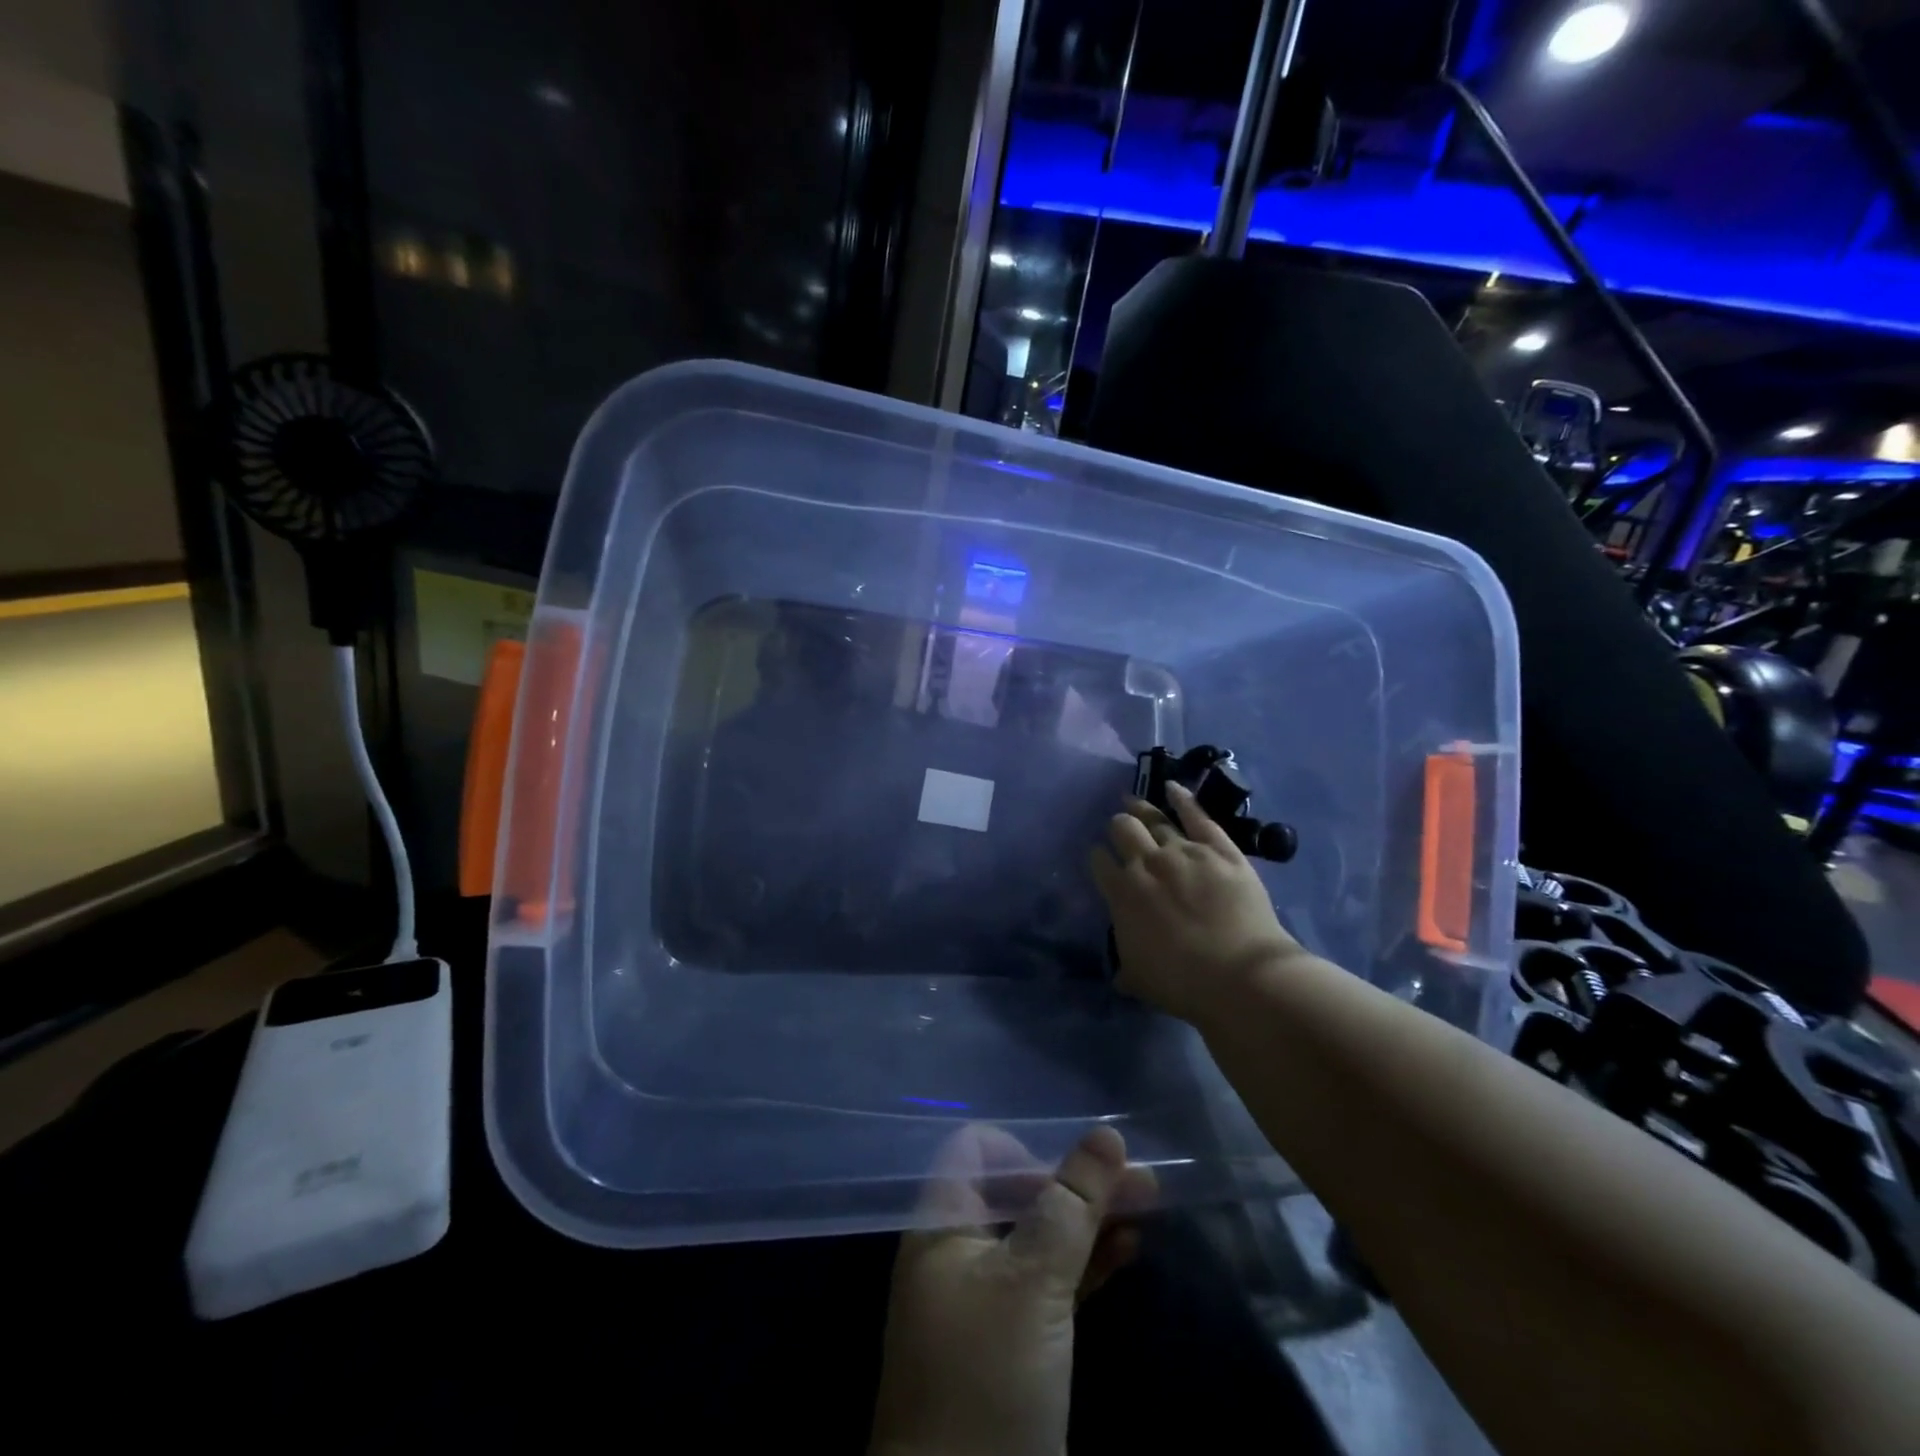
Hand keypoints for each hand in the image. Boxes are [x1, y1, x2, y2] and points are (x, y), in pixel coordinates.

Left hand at [869, 1124, 1157, 1455]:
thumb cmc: (987, 1378)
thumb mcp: (1030, 1282)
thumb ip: (1070, 1204)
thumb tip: (1107, 1132)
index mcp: (942, 1225)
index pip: (975, 1150)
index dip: (1024, 1148)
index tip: (1072, 1171)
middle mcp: (961, 1252)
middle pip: (1020, 1192)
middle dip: (1077, 1181)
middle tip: (1142, 1180)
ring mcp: (989, 1301)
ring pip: (1042, 1238)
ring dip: (1091, 1219)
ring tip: (1149, 1204)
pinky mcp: (1016, 1346)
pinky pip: (1052, 1284)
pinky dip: (1088, 1263)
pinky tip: (1130, 1248)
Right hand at [1089, 783, 1304, 1024]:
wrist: (1240, 976)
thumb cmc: (1182, 983)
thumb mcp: (1138, 978)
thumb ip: (1124, 966)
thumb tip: (1120, 970)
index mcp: (1122, 893)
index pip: (1100, 862)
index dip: (1098, 857)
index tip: (1101, 858)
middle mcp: (1147, 863)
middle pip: (1123, 829)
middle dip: (1117, 826)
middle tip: (1119, 828)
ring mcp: (1185, 851)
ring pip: (1156, 819)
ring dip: (1141, 809)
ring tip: (1133, 801)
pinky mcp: (1220, 849)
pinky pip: (1197, 816)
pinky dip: (1183, 798)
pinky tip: (1171, 786)